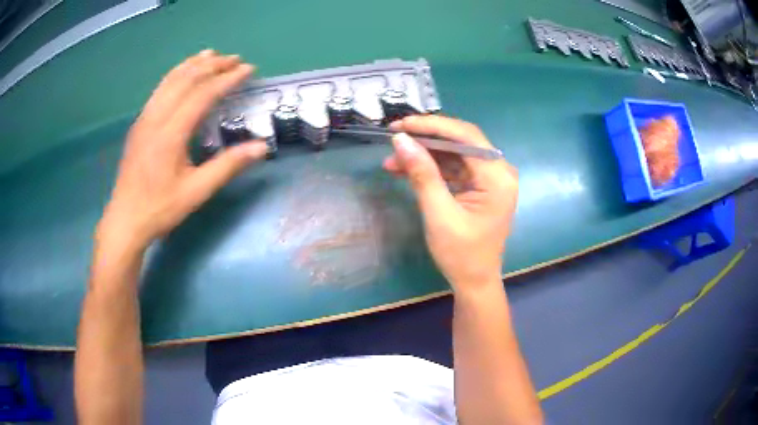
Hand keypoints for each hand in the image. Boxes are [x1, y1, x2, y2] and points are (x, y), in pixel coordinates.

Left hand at [97, 50, 266, 251]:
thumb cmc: (161, 208)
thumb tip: (261, 147)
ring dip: (193, 64)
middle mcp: (156, 118)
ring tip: (212, 55)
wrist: (126, 220)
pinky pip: (160, 89)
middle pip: (186, 79)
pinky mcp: (139, 123)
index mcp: (171, 133)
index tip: (248, 69)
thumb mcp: (197, 191)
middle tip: (235, 59)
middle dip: (212, 65)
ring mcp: (145, 118)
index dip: (227, 79)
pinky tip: (183, 73)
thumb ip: (228, 166)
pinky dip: (176, 74)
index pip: (203, 94)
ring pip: (170, 80)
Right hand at [383, 116, 517, 291]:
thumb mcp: (439, 214)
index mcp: (497, 177)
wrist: (474, 282)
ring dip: (425, 155)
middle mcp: (499, 171)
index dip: (431, 126)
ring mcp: (491, 178)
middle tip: (394, 137)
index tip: (401, 125)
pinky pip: (455, 168)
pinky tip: (406, 170)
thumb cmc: (461, 254)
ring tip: (393, 160)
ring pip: (454, 154)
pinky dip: (432, 168)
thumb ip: (422, 174)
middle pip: (461, 141)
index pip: (465, 136)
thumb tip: (401, 140)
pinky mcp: (481, 186)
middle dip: (426, 139)